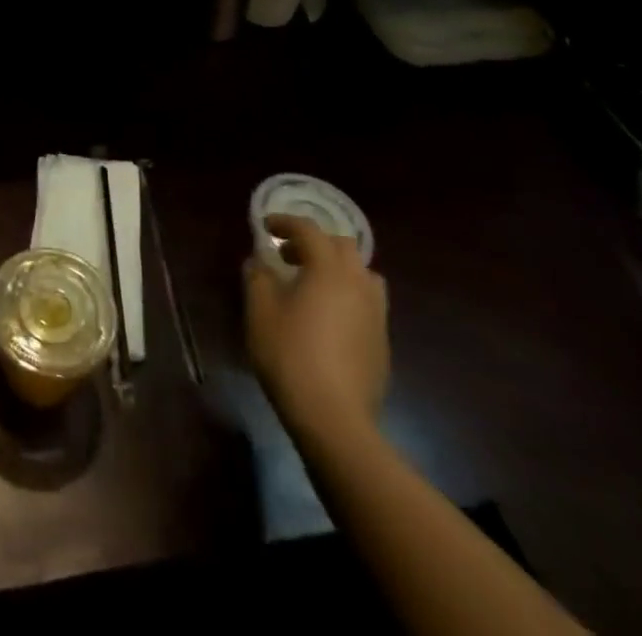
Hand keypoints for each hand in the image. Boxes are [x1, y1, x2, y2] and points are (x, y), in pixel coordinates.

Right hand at [244, 215, 388, 443]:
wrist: (334, 419)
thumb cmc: (290, 355)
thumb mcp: (260, 311)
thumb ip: (258, 278)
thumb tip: (260, 262)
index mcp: (328, 269)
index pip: (309, 230)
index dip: (286, 223)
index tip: (266, 227)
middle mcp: (358, 284)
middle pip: (342, 246)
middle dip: (314, 243)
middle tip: (288, 255)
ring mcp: (376, 315)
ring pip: (362, 274)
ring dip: (337, 268)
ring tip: (313, 284)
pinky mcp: (382, 343)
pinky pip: (367, 303)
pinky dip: (347, 296)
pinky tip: (327, 319)